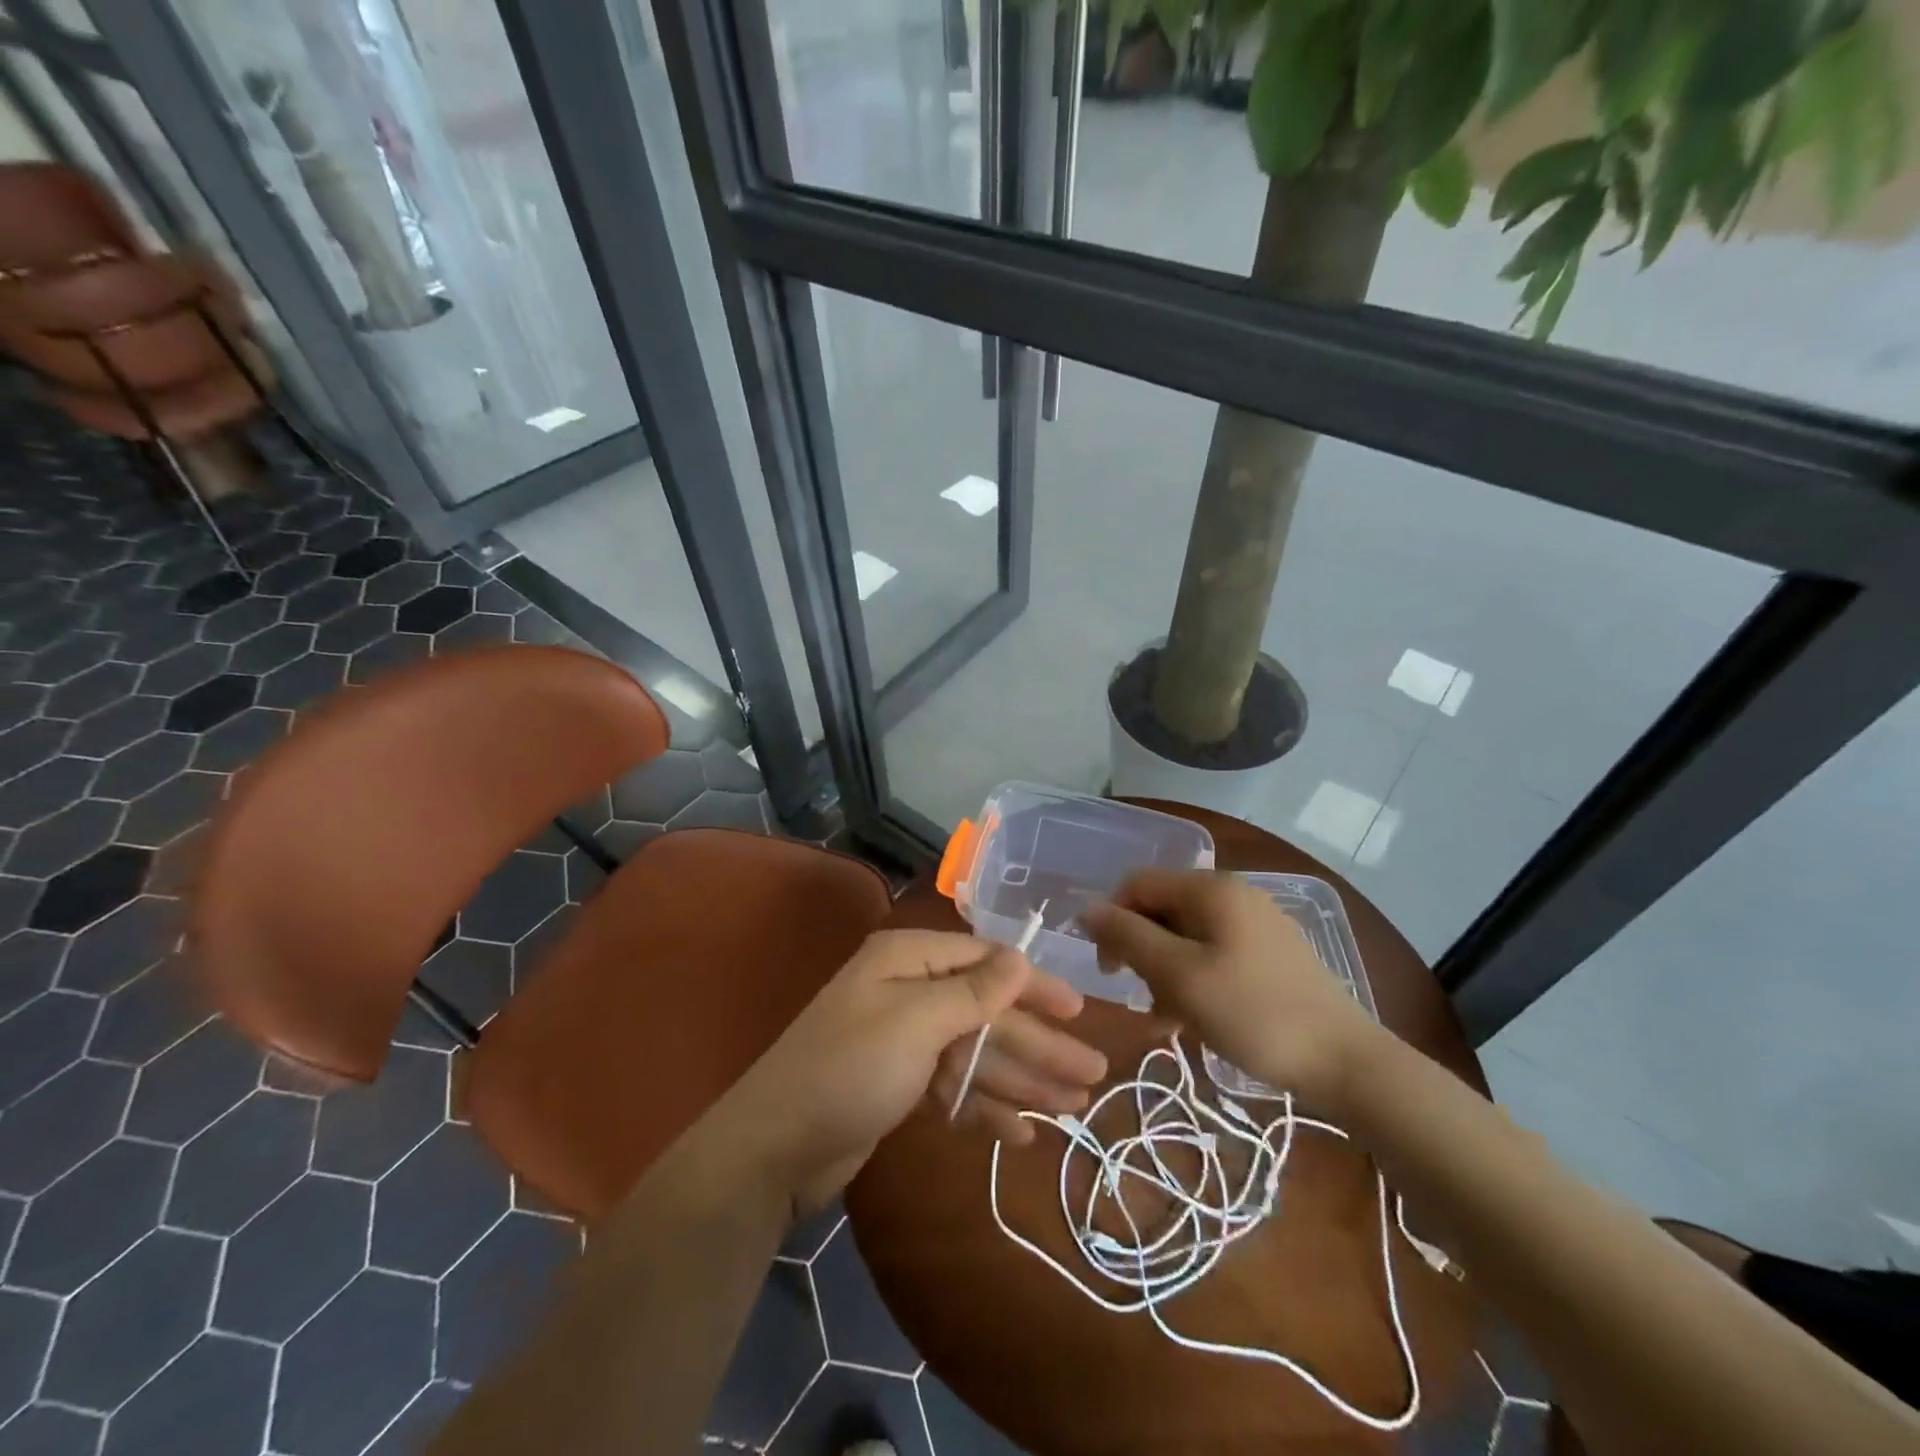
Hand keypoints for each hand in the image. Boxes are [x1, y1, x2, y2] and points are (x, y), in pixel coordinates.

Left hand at [714, 929, 1105, 1216]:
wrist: (774, 1149)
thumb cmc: (849, 1069)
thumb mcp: (916, 1022)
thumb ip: (974, 991)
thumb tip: (1020, 956)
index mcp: (908, 961)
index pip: (985, 961)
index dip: (1033, 984)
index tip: (1079, 1008)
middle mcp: (910, 993)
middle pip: (989, 1013)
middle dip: (1040, 1043)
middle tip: (1095, 1073)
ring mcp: (905, 1042)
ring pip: (978, 1054)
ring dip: (1024, 1079)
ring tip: (1076, 1106)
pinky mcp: (901, 1086)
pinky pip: (956, 1089)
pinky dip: (988, 1107)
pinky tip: (1025, 1133)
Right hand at [1080, 870, 1383, 1107]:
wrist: (1347, 1062)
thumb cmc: (1253, 1014)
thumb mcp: (1179, 976)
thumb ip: (1128, 937)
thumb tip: (1086, 908)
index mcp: (1210, 889)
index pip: (1137, 884)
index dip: (1112, 919)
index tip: (1108, 970)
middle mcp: (1232, 894)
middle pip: (1162, 908)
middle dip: (1141, 950)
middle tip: (1140, 996)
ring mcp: (1255, 922)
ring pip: (1186, 935)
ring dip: (1166, 971)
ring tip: (1168, 1018)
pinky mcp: (1271, 952)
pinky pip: (1214, 952)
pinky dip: (1195, 978)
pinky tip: (1196, 1018)